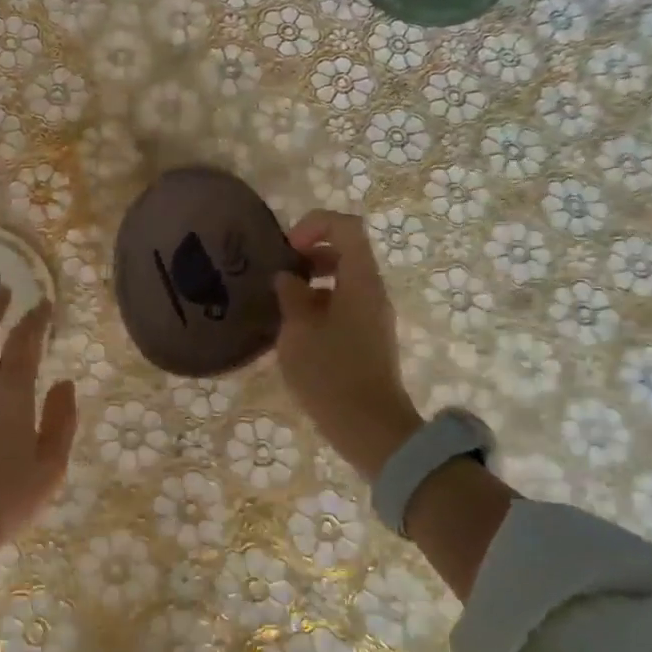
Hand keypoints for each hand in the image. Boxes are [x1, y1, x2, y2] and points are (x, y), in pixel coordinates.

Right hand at [273, 210, 422, 480]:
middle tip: (278, 274)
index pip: (346, 227)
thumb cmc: (330, 373)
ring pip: (343, 282)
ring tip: (281, 305)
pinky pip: (344, 307)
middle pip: (346, 252)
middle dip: (310, 254)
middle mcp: (372, 292)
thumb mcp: (298, 331)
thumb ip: (291, 296)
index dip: (315, 225)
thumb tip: (287, 278)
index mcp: (360, 280)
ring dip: (312, 283)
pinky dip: (319, 306)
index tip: (286, 248)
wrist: (368, 426)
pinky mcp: (368, 340)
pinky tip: (294, 332)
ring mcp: (373, 317)